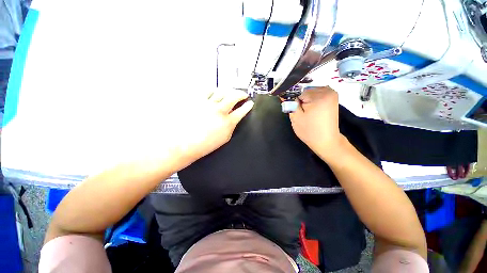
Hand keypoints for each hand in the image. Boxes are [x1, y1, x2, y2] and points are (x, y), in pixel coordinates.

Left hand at [173, 88, 253, 163]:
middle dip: (241, 94)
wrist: (185, 144)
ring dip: (229, 92)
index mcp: (228, 122)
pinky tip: (215, 93)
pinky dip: (214, 91)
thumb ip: (231, 126)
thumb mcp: (224, 138)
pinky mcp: (198, 101)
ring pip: (222, 91)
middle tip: (243, 94)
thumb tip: (234, 117)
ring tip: (230, 93)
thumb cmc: (206, 144)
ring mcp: (208, 104)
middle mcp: (219, 111)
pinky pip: (208, 91)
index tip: (250, 103)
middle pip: (234, 96)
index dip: (248, 106)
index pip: (242, 111)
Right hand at [289, 86, 342, 158]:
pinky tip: (312, 110)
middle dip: (301, 100)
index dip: (294, 101)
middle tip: (302, 113)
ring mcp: (332, 93)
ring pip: (310, 92)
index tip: (294, 109)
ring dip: (306, 100)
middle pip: (305, 91)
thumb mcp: (296, 117)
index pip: (298, 92)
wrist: (326, 141)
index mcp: (319, 95)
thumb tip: (284, 94)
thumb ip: (289, 104)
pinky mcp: (332, 97)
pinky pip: (316, 94)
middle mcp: (328, 90)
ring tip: (308, 113)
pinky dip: (312, 100)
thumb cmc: (310, 131)